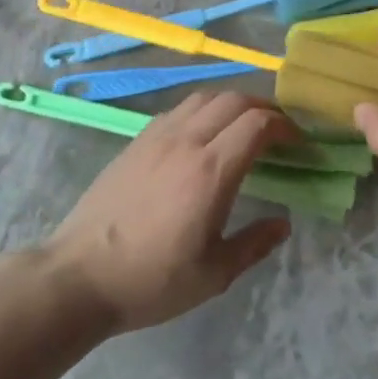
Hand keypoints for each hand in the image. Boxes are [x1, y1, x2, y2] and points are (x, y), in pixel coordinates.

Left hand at [47, 92, 298, 332]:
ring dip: (231, 104)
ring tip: (242, 128)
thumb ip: (254, 244)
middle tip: (277, 131)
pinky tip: (201, 137)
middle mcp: (185, 142)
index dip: (284, 126)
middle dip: (263, 108)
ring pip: (202, 98)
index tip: (298, 143)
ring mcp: (155, 138)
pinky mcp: (134, 143)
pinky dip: (201, 112)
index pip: (257, 124)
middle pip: (233, 100)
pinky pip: (177, 111)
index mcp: (210, 171)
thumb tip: (283, 224)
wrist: (79, 276)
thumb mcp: (213, 274)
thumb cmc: (151, 280)